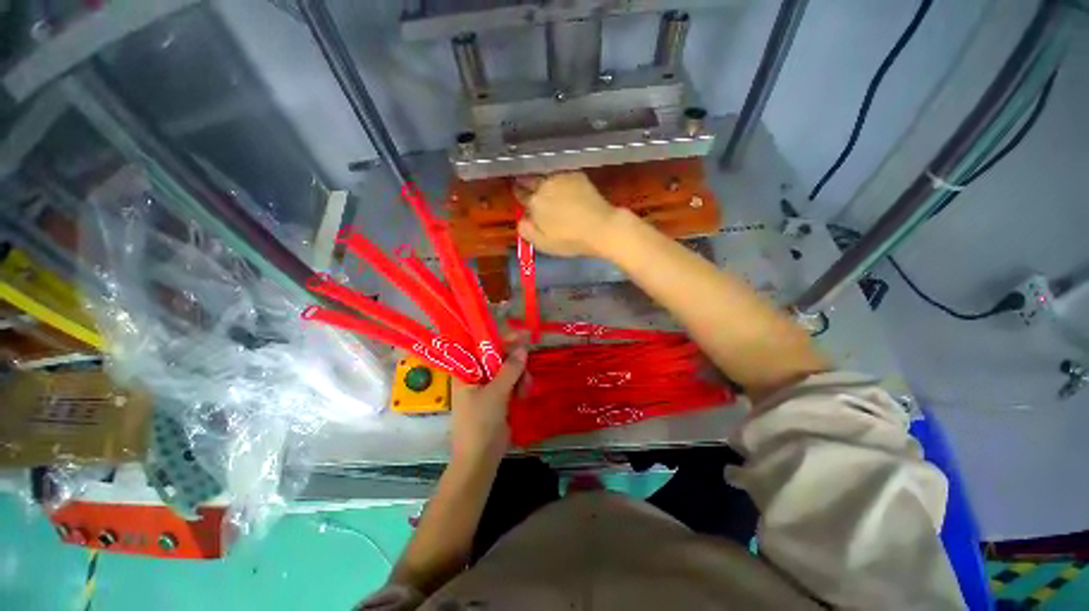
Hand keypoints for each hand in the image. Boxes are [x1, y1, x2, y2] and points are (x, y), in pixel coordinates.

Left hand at [449, 347, 527, 467]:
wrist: (481, 458)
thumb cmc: (480, 423)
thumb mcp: (496, 393)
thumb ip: (510, 369)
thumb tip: (523, 348)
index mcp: (466, 371)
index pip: (482, 347)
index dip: (500, 340)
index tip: (520, 337)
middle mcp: (476, 375)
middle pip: (499, 357)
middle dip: (515, 363)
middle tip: (526, 372)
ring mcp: (488, 387)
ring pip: (509, 370)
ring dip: (520, 377)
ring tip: (524, 391)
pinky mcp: (499, 397)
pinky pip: (513, 383)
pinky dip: (520, 386)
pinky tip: (524, 396)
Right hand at [514, 172, 620, 257]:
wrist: (600, 228)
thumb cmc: (570, 240)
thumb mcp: (543, 244)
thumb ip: (527, 231)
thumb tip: (521, 220)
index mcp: (534, 203)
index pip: (521, 194)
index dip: (518, 194)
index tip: (518, 193)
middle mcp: (545, 186)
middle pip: (530, 180)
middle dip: (526, 182)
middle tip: (525, 184)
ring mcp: (562, 178)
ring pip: (545, 174)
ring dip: (540, 176)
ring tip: (541, 181)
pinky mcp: (577, 175)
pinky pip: (561, 172)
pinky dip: (557, 176)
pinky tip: (559, 181)